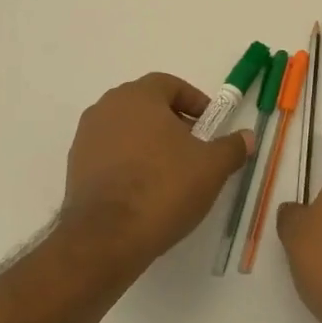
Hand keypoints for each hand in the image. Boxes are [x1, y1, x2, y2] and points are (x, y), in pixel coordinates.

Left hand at [62, 73, 251, 269]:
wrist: (106, 238)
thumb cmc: (163, 188)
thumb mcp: (212, 167)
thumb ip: (232, 146)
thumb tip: (247, 137)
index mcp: (139, 96)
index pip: (170, 84)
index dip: (194, 101)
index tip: (209, 125)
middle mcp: (107, 107)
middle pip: (147, 105)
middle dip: (173, 122)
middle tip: (194, 147)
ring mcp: (86, 137)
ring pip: (127, 129)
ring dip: (150, 143)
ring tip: (171, 172)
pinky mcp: (74, 167)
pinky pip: (110, 153)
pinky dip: (129, 162)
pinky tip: (145, 190)